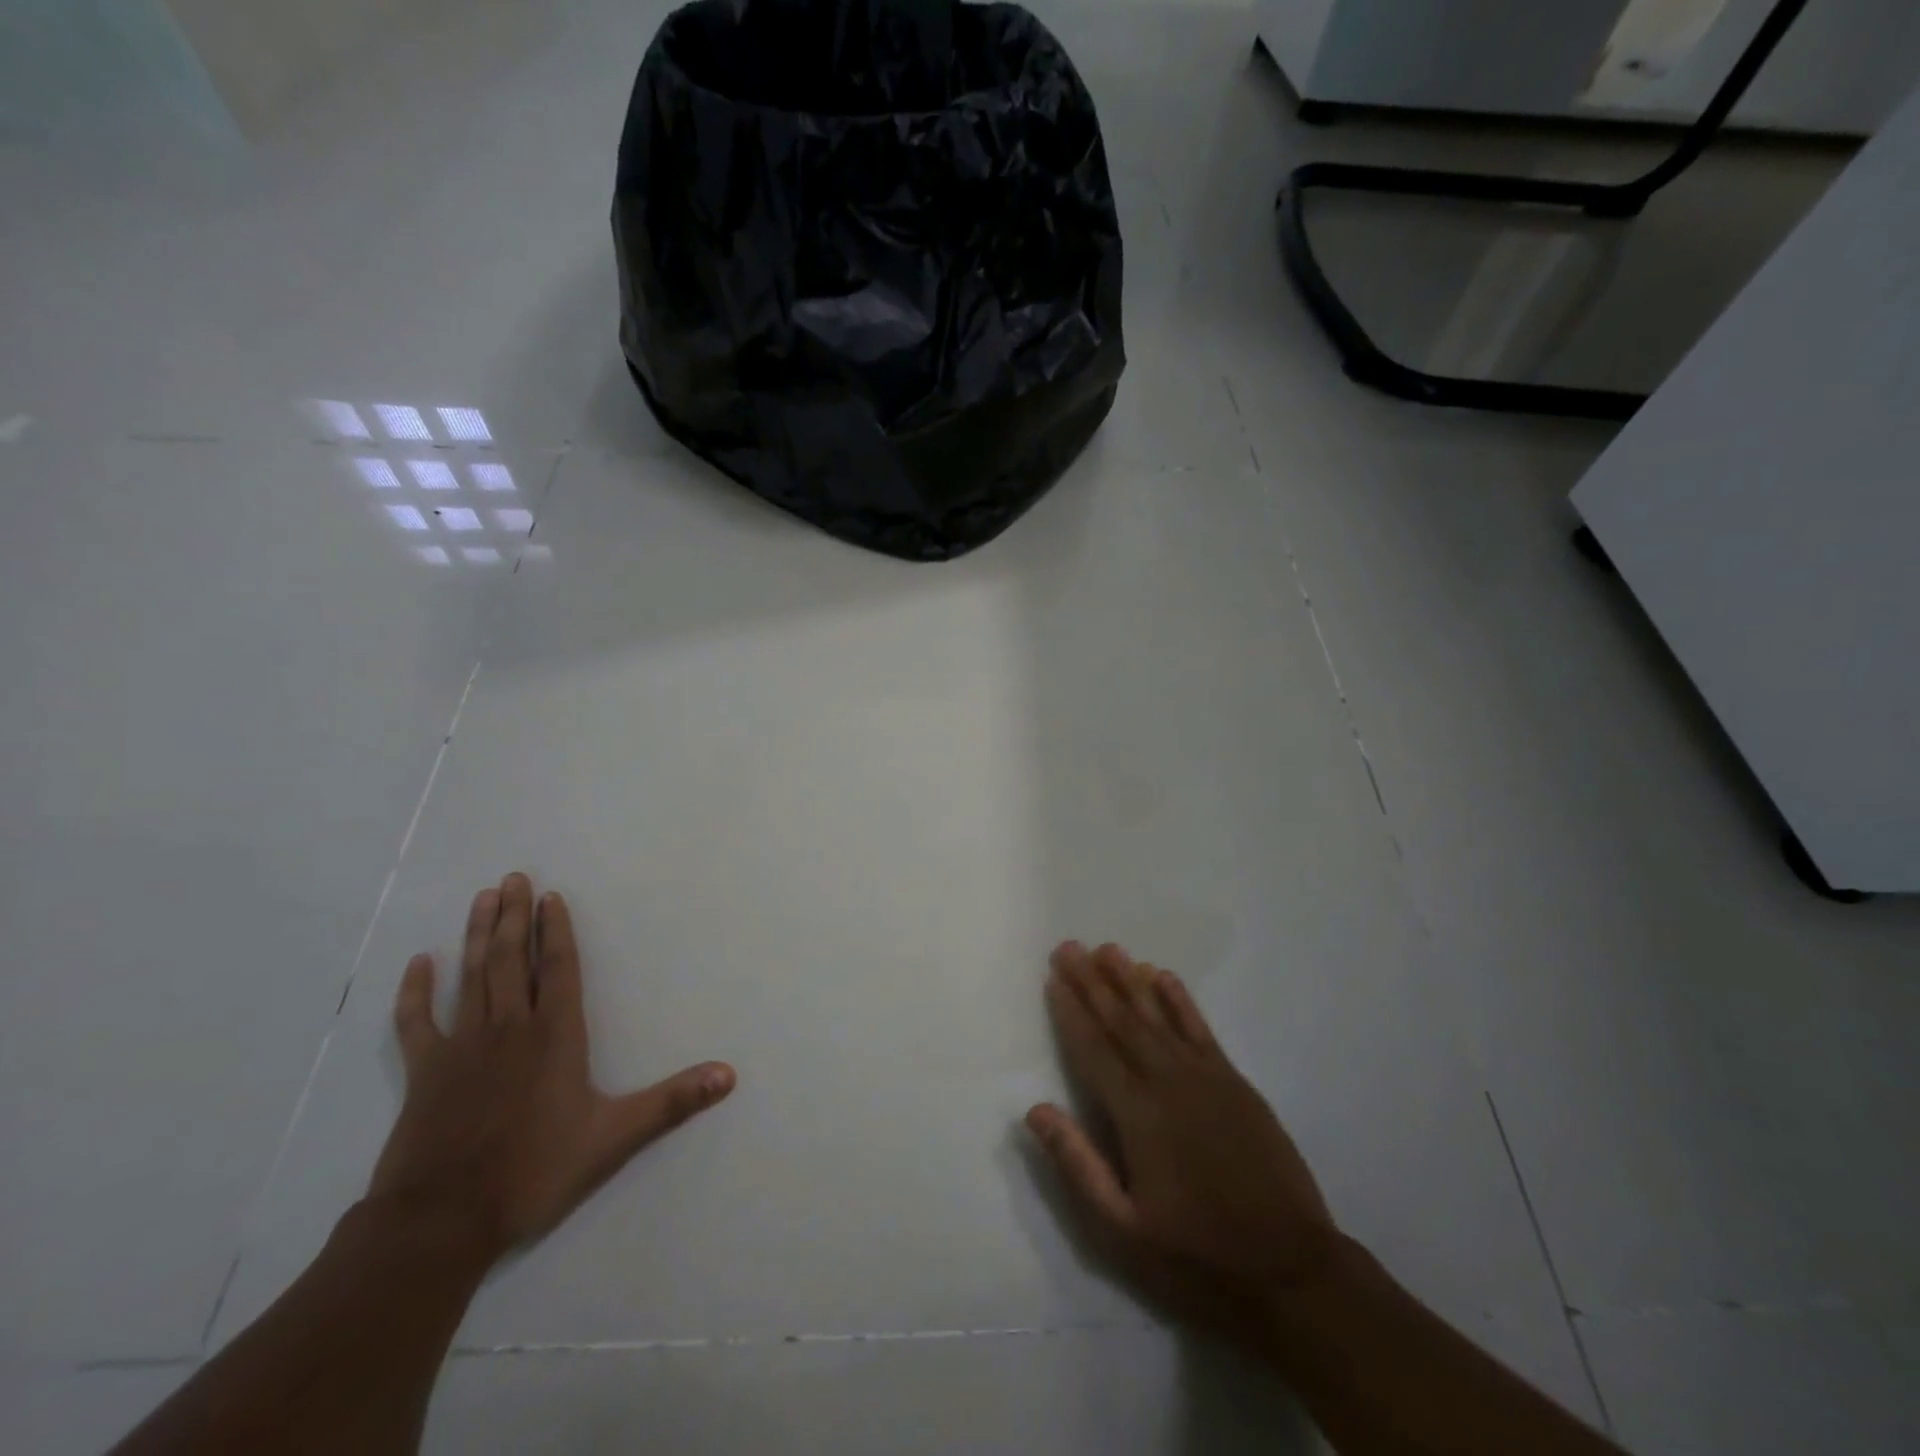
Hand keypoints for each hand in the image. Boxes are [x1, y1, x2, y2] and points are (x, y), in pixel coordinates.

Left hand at [367, 873, 735, 1263]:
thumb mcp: (615, 1138)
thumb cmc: (534, 1171)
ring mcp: (461, 1047)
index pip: (558, 968)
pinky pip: (417, 1022)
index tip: (550, 897)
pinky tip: (418, 963)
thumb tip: (729, 1073)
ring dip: (476, 935)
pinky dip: (415, 991)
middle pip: (511, 959)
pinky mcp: (424, 1072)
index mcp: (555, 1036)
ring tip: (482, 898)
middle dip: (513, 917)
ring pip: (471, 976)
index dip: (555, 930)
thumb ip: (672, 1101)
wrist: (441, 1222)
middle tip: (512, 878)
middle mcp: (509, 1028)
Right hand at [1027, 941, 1337, 1340]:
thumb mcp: (1123, 1229)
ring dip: (1130, 980)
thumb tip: (1035, 1110)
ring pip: (1159, 1016)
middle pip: (1122, 1021)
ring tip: (1108, 949)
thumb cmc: (1197, 1255)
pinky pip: (1200, 1028)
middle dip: (1092, 982)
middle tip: (1069, 947)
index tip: (1053, 977)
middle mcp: (1168, 1082)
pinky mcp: (1235, 1082)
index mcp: (1137, 1115)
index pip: (1093, 1049)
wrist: (1291, 1270)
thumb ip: (1078, 1164)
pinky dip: (1179, 1000)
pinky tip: (1163, 977)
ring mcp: (1206, 1077)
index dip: (1070, 1011)